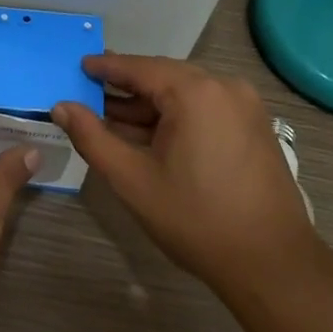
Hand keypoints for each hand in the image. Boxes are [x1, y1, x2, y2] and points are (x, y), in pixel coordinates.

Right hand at [53, 55, 314, 292]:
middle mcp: (224, 86)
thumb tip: (61, 108)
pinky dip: (175, 116)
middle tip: (89, 95)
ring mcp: (245, 106)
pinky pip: (205, 107)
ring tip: (113, 120)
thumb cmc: (196, 219)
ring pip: (184, 93)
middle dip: (125, 88)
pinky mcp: (254, 126)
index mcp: (195, 92)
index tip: (78, 67)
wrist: (271, 264)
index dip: (105, 68)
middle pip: (163, 76)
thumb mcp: (132, 179)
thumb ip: (92, 137)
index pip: (139, 68)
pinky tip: (151, 136)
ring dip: (149, 105)